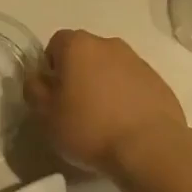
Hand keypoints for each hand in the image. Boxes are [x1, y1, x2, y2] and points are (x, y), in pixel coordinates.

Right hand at [25, 29, 187, 176]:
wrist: (149, 148)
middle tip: (76, 108)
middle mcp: (108, 44)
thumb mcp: (46, 115)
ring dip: (104, 85)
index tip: (54, 95)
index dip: (51, 68)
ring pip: (110, 67)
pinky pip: (133, 83)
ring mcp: (137, 61)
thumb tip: (36, 77)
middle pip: (85, 54)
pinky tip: (125, 124)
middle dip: (78, 74)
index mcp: (78, 45)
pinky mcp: (158, 81)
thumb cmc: (89, 127)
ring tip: (103, 119)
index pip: (55, 44)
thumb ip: (34, 89)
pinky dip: (126, 96)